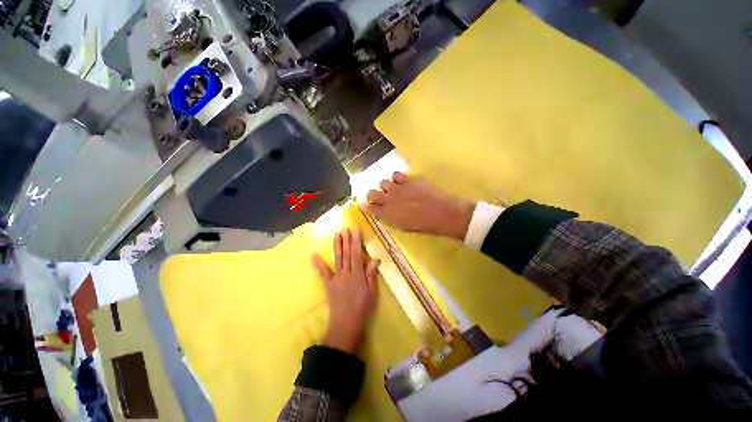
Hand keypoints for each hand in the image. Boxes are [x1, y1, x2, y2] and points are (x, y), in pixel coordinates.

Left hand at [312, 228, 379, 353]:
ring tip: (336, 234)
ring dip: (337, 246)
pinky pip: (323, 273)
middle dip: (346, 240)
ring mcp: (336, 278)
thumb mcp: (372, 292)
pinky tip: (313, 255)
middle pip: (346, 254)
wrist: (346, 325)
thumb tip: (375, 259)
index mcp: (357, 274)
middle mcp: (346, 273)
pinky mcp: (329, 285)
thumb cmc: (362, 308)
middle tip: (345, 228)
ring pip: (337, 259)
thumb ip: (371, 275)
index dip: (356, 241)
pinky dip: (318, 264)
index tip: (355, 230)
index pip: (357, 254)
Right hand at [364, 172, 474, 240]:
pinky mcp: (408, 179)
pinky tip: (402, 182)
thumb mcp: (403, 227)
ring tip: (393, 189)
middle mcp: (388, 199)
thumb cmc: (423, 225)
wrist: (441, 213)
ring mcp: (398, 188)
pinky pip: (396, 174)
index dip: (368, 206)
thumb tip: (383, 214)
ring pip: (382, 182)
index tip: (370, 206)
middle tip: (379, 197)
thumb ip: (390, 219)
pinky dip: (396, 178)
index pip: (370, 208)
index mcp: (387, 214)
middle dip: (372, 195)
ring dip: (385, 186)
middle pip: (371, 193)